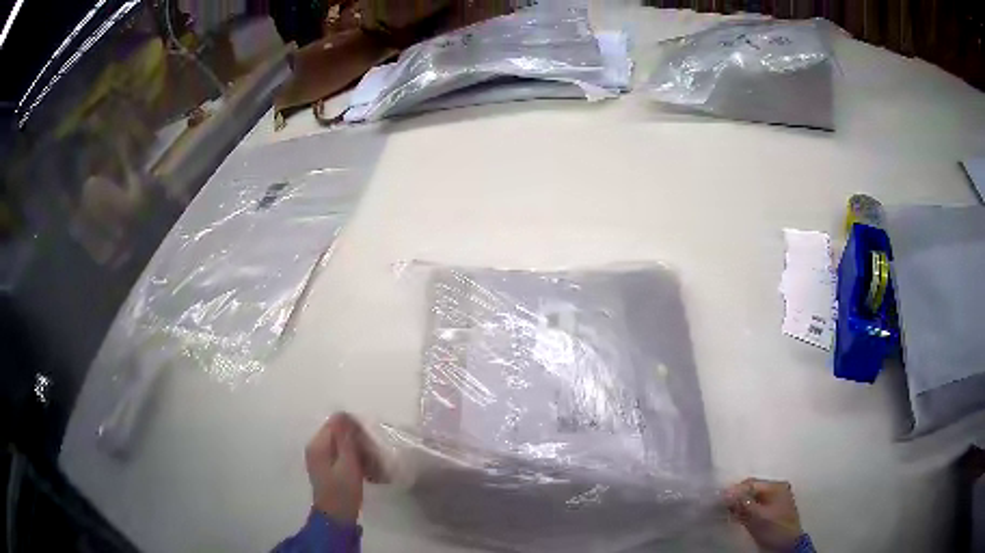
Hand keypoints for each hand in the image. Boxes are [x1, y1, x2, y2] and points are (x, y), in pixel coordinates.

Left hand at [305, 412, 383, 523]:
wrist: (336, 518)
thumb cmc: (343, 491)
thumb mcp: (348, 464)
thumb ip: (346, 439)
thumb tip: (344, 414)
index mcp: (318, 444)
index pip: (336, 422)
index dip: (355, 428)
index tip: (371, 441)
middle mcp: (316, 447)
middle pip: (339, 433)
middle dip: (358, 441)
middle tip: (374, 456)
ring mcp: (321, 458)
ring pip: (343, 445)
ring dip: (359, 452)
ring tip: (372, 466)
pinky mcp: (328, 468)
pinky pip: (343, 456)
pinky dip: (355, 461)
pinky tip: (367, 473)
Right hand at [725, 478, 804, 551]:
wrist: (787, 546)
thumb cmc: (775, 528)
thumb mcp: (757, 516)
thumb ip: (742, 503)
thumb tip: (724, 492)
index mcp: (776, 486)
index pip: (751, 483)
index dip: (734, 490)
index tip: (719, 500)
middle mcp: (776, 489)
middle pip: (751, 490)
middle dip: (736, 498)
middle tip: (722, 507)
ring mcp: (774, 501)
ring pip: (752, 499)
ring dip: (739, 505)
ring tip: (727, 513)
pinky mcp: (770, 512)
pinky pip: (754, 507)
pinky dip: (744, 511)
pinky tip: (737, 517)